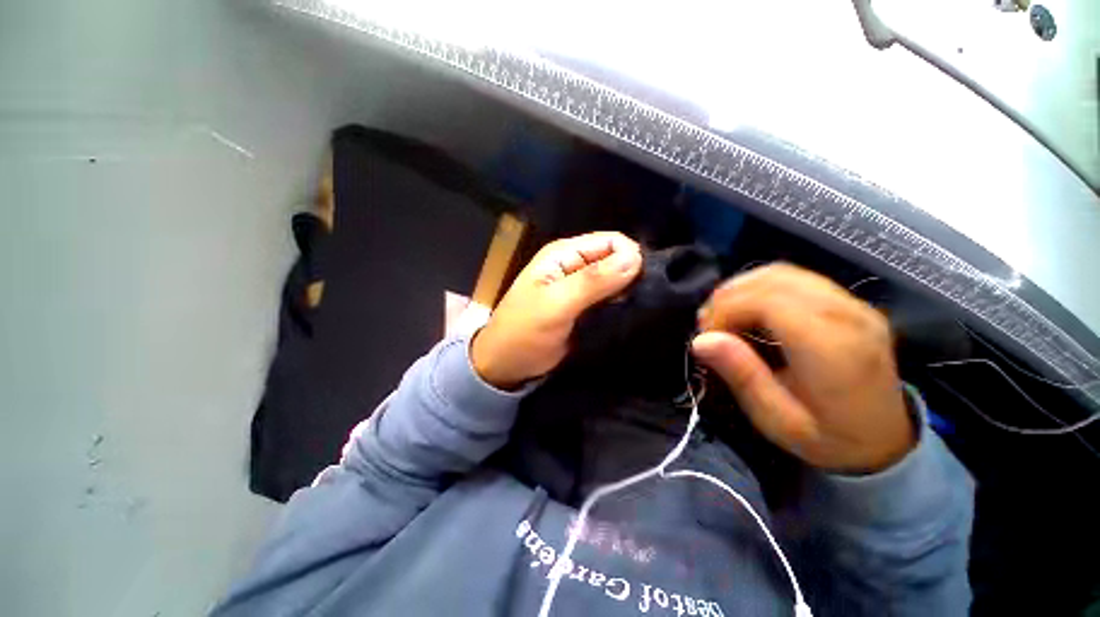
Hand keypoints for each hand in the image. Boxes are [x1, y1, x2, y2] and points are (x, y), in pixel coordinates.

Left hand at [471, 232, 641, 389]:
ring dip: (628, 292)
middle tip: (645, 299)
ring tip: (640, 309)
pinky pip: (611, 301)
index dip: (630, 257)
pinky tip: (630, 316)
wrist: (506, 364)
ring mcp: (580, 289)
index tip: (644, 283)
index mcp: (564, 254)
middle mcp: (575, 266)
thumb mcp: (555, 305)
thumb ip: (592, 281)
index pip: (611, 242)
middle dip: (632, 275)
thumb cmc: (524, 332)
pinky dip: (621, 306)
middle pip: (615, 259)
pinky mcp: (585, 309)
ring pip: (616, 281)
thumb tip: (636, 258)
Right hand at [693, 264, 913, 473]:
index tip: (707, 336)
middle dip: (728, 297)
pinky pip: (794, 278)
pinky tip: (749, 311)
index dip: (726, 310)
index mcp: (833, 347)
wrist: (886, 443)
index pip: (767, 301)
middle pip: (772, 280)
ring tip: (725, 317)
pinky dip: (760, 288)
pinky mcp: (849, 302)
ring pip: (782, 272)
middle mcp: (848, 314)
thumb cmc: (828, 438)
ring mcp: (853, 304)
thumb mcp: (777, 419)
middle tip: (710, 326)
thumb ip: (742, 375)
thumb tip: (701, 340)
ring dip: (741, 289)